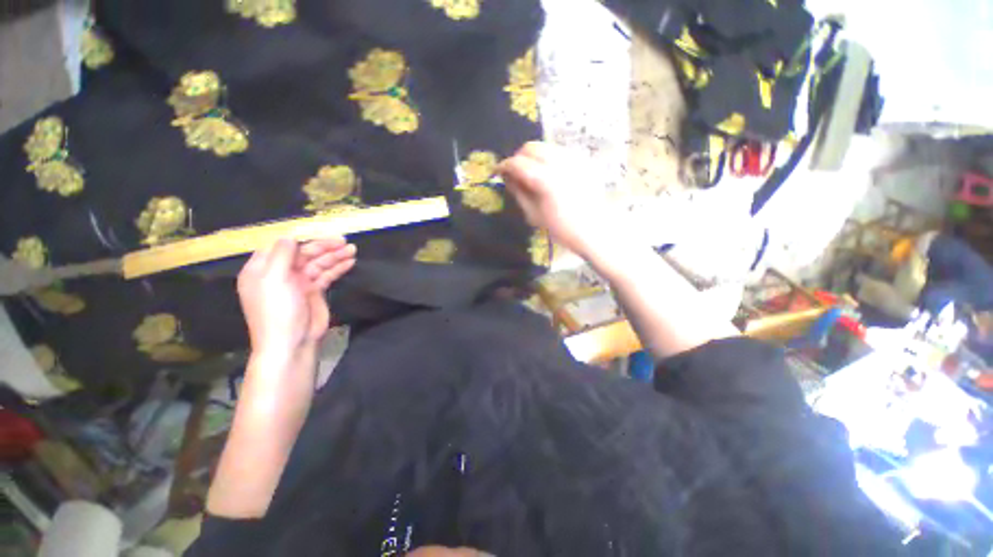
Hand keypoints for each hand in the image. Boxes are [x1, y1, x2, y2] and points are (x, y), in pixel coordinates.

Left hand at [237, 237, 355, 360]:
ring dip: (335, 256)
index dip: (300, 238)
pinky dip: (338, 268)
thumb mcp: (274, 280)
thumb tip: (290, 236)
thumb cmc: (277, 311)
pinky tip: (349, 262)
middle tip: (343, 241)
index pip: (281, 246)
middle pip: (304, 254)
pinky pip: (327, 275)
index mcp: (262, 269)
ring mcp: (299, 283)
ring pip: (318, 263)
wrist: (292, 343)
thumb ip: (282, 256)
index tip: (319, 232)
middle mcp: (280, 273)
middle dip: (323, 246)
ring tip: (352, 249)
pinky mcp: (314, 292)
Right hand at [499, 142, 612, 259]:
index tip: (497, 172)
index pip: (518, 163)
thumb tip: (507, 178)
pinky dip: (548, 159)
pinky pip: (559, 152)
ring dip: (533, 157)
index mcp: (546, 179)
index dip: (504, 165)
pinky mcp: (583, 161)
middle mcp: (560, 162)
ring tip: (532, 175)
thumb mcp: (534, 214)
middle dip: (518, 157)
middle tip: (514, 174)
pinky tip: (549, 175)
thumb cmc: (563, 228)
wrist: (596, 230)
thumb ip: (519, 192)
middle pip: (531, 147)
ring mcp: (574, 159)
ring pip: (546, 147)